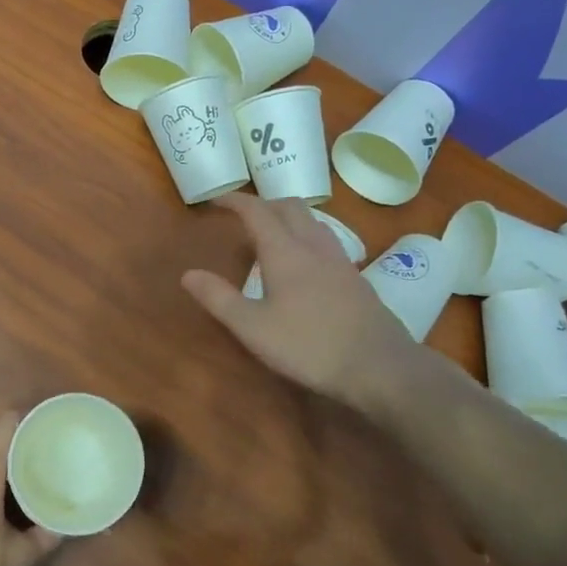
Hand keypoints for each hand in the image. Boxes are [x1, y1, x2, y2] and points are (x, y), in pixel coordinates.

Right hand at [181, 193, 426, 413]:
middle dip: (263, 204)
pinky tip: (304, 262)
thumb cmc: (308, 346)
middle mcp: (314, 246)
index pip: (257, 211)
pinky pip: (326, 240)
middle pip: (290, 207)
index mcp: (285, 252)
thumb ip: (219, 299)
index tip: (216, 200)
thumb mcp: (253, 327)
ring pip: (313, 221)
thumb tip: (188, 274)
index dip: (235, 201)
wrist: (379, 365)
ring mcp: (339, 260)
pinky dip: (307, 236)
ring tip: (272, 234)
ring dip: (288, 217)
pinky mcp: (355, 278)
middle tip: (243, 216)